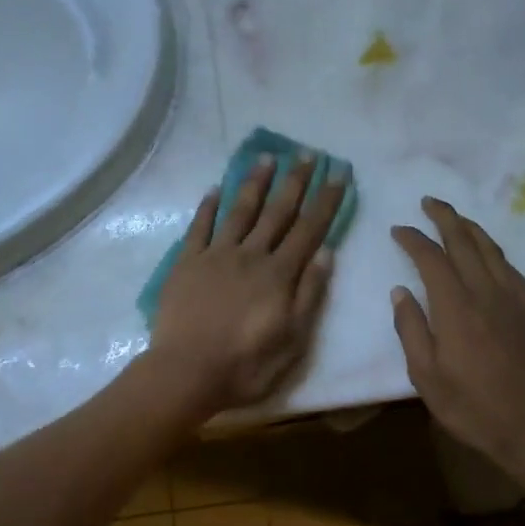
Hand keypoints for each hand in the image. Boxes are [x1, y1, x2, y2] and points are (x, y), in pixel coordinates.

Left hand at [150, 153, 347, 414]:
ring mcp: (216, 256)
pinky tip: (215, 189)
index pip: (309, 229)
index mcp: (279, 274)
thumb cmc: (245, 365)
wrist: (186, 371)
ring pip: (239, 211)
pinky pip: (199, 228)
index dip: (325, 201)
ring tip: (266, 156)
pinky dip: (208, 207)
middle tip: (307, 154)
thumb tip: (326, 254)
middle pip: (277, 212)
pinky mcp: (187, 263)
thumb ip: (309, 295)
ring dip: (254, 183)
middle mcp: (250, 255)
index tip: (338, 174)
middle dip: (295, 181)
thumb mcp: (293, 340)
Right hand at [391, 198, 524, 482]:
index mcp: (456, 308)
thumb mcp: (426, 377)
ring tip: (454, 217)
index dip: (414, 239)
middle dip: (444, 217)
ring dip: (470, 227)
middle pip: (464, 241)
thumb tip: (400, 292)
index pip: (431, 258)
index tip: (398, 229)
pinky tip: (486, 252)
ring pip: (490, 249)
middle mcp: (486, 293)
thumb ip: (411, 330)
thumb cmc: (472, 407)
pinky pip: (509, 267)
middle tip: (428, 202)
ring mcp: (514, 299)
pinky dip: (492, 250)